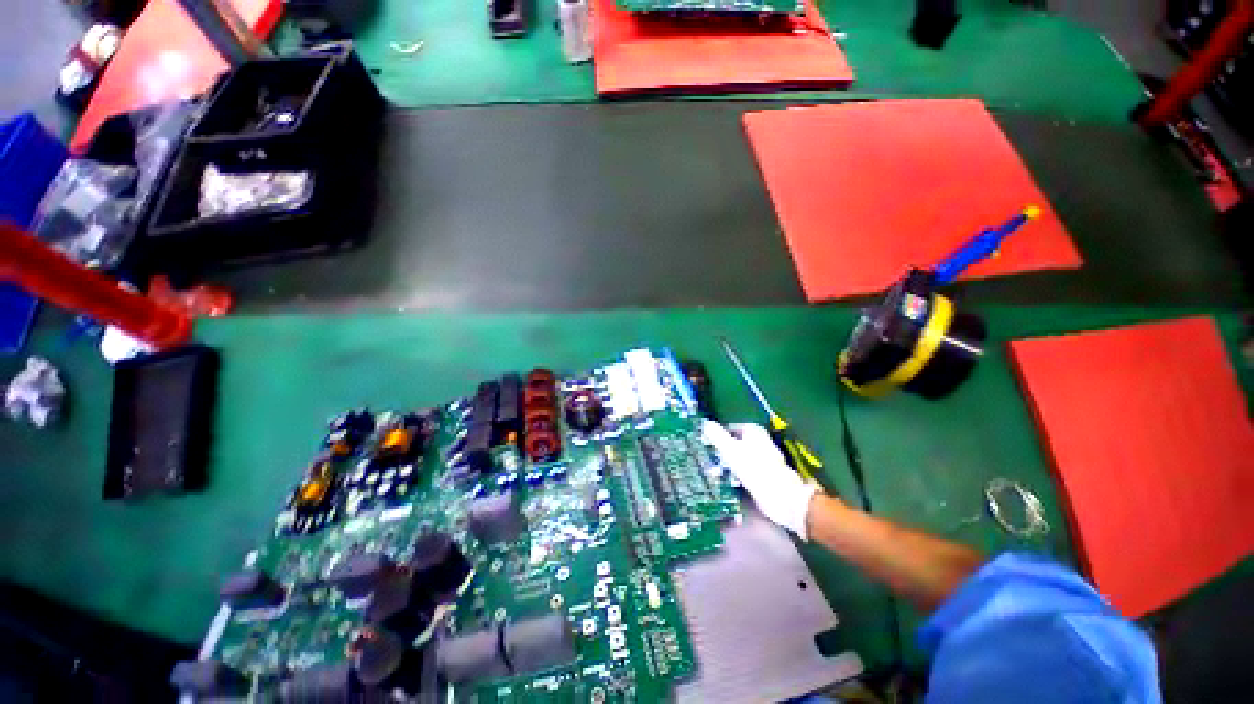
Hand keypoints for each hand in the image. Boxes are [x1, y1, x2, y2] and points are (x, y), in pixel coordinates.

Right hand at [701, 420, 818, 539]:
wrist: (780, 497)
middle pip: (735, 443)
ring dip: (728, 464)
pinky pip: (746, 470)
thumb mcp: (730, 450)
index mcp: (753, 431)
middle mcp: (761, 441)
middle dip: (722, 451)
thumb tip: (704, 423)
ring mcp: (765, 458)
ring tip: (714, 472)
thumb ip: (716, 436)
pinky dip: (737, 474)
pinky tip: (728, 482)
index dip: (717, 436)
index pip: (729, 428)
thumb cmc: (754, 469)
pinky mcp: (766, 474)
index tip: (705, 445)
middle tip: (708, 459)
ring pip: (740, 457)